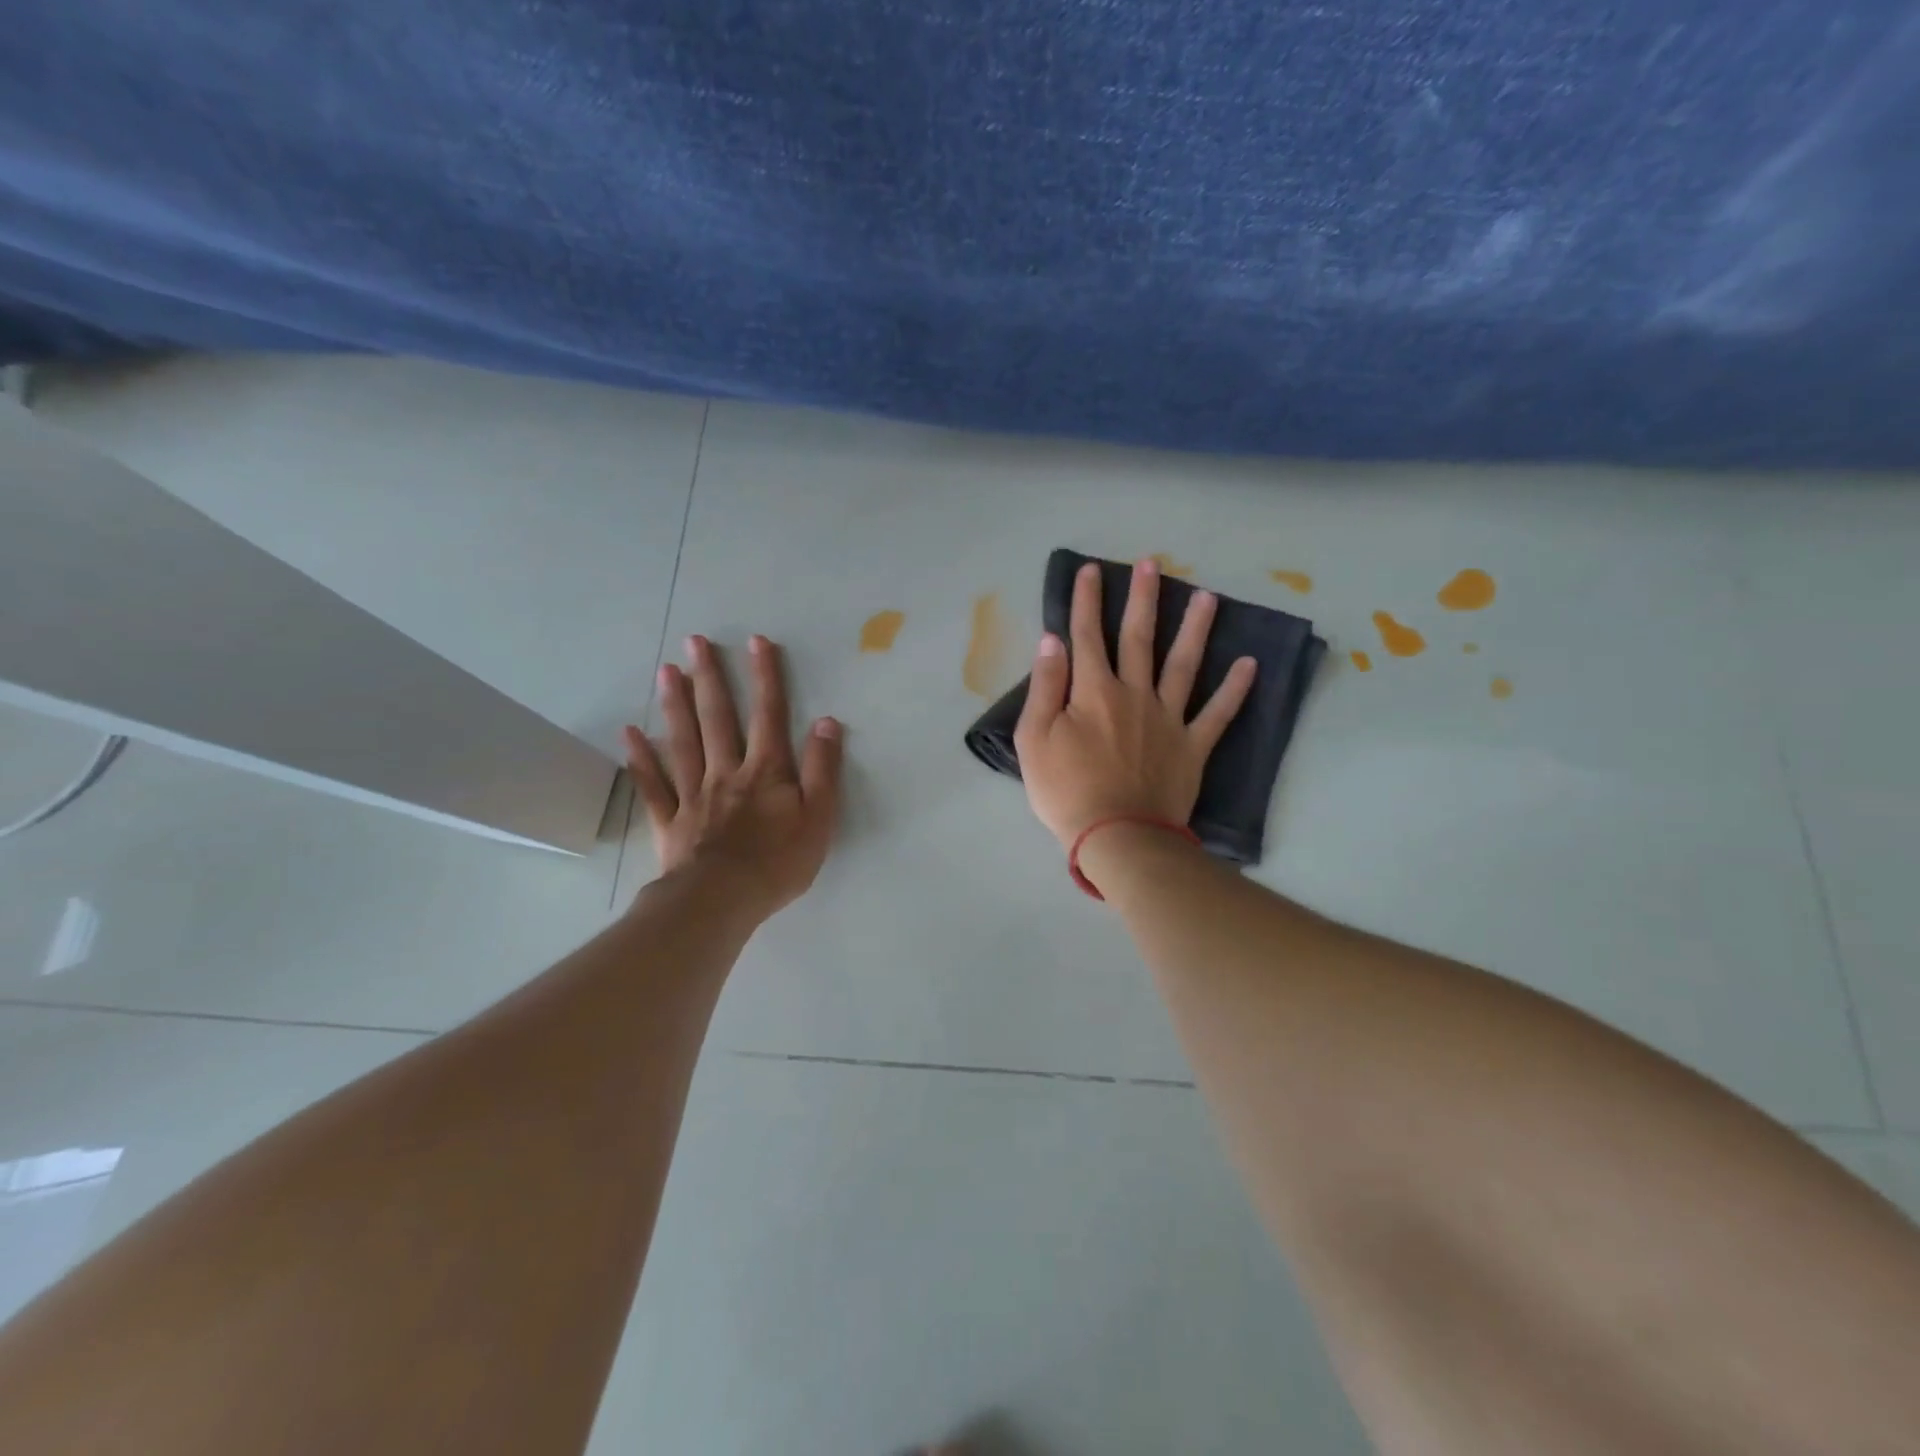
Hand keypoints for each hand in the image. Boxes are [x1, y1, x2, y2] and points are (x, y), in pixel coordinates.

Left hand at [623, 633, 842, 918]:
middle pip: (717, 718)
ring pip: (683, 741)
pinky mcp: (671, 820)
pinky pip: (653, 784)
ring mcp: (694, 794)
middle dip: (710, 677)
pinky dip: (641, 758)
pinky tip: (630, 733)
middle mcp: (726, 771)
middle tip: (695, 641)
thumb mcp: (819, 818)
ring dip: (675, 704)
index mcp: (766, 771)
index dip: (766, 677)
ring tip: (666, 670)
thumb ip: (824, 769)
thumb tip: (827, 722)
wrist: (722, 901)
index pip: (769, 715)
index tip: (757, 641)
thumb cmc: (778, 863)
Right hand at [1014, 559, 1255, 849]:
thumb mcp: (1035, 740)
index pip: (1087, 636)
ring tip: (1208, 597)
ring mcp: (1169, 719)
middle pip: (1139, 638)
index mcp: (1094, 692)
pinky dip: (1234, 690)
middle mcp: (1135, 694)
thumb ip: (1045, 688)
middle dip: (1143, 598)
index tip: (1091, 570)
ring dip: (1195, 629)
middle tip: (1152, 564)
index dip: (1086, 601)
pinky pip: (1218, 714)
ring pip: (1184, 665)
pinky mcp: (1192, 747)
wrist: (1118, 836)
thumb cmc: (1067, 791)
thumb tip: (1052, 642)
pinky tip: (1249, 664)